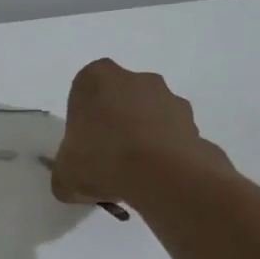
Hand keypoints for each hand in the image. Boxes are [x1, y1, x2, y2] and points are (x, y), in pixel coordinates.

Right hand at [49, 58, 231, 207]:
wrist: (162, 176)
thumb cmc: (102, 160)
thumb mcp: (64, 174)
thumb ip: (63, 172)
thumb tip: (70, 180)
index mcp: (96, 78)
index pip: (84, 91)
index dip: (83, 118)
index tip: (83, 143)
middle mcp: (136, 79)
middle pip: (120, 99)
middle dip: (116, 122)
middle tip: (107, 158)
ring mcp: (170, 99)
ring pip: (150, 115)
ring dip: (144, 136)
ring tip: (136, 174)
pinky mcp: (196, 124)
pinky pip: (174, 137)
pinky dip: (167, 153)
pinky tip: (158, 179)